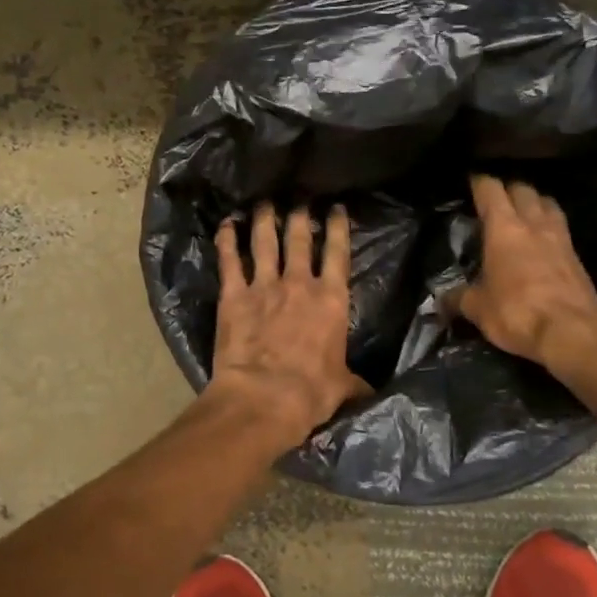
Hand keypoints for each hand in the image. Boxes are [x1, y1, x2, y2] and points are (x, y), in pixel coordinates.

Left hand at [208, 202, 369, 443]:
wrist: (264, 397)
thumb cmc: (310, 392)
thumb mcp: (342, 386)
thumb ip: (354, 381)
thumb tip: (370, 392)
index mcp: (331, 300)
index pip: (338, 253)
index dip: (337, 227)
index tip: (335, 208)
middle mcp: (299, 283)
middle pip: (299, 238)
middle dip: (300, 215)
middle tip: (298, 199)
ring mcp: (264, 286)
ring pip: (265, 242)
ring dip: (264, 219)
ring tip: (264, 203)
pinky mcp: (234, 296)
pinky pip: (230, 260)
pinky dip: (227, 240)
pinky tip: (226, 224)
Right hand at [456, 175, 596, 372]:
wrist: (573, 334)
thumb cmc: (517, 313)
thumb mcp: (478, 309)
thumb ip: (459, 298)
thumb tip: (441, 300)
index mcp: (504, 228)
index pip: (491, 190)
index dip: (480, 182)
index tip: (471, 182)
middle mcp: (534, 224)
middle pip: (523, 189)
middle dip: (508, 190)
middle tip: (496, 200)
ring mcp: (561, 238)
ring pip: (547, 204)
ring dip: (534, 203)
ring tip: (523, 214)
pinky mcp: (578, 258)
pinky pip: (561, 229)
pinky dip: (550, 226)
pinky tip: (543, 242)